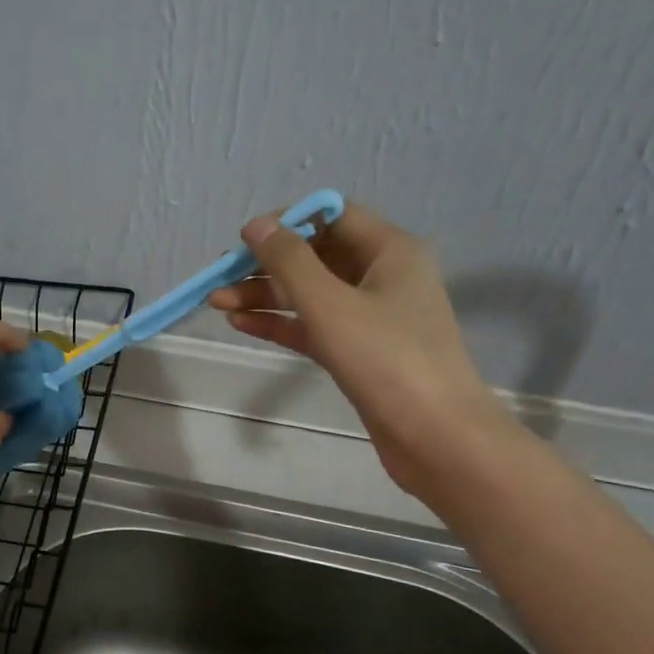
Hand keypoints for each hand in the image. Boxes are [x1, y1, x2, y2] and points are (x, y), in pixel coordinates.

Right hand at [206, 203, 514, 496]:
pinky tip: (241, 324)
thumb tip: (256, 224)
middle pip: (316, 257)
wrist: (435, 437)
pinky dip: (280, 324)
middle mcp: (382, 277)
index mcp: (389, 251)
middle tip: (220, 276)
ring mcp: (371, 317)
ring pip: (310, 295)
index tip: (244, 239)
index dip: (287, 222)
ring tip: (217, 303)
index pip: (332, 216)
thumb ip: (289, 261)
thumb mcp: (331, 304)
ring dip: (265, 296)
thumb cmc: (386, 359)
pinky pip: (313, 327)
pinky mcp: (358, 352)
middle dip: (267, 265)